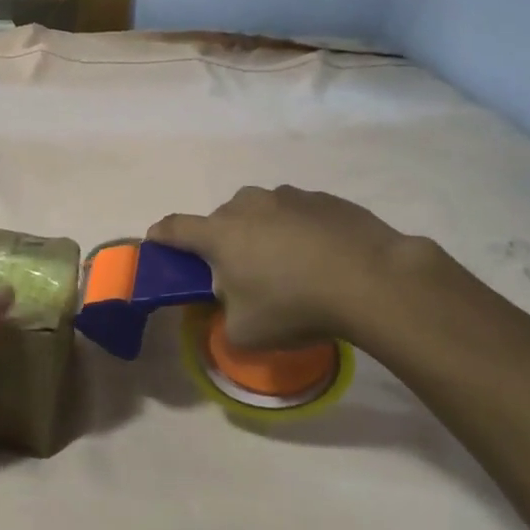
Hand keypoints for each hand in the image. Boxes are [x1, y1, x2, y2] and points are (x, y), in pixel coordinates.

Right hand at [147, 186, 424, 349]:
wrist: (372, 280)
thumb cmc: (295, 306)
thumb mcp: (246, 333)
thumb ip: (223, 318)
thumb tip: (228, 304)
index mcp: (220, 234)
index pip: (176, 228)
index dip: (162, 236)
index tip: (158, 241)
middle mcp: (248, 205)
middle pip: (222, 221)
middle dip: (224, 242)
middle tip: (241, 274)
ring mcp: (288, 196)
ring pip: (262, 213)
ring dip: (263, 233)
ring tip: (288, 265)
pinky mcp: (324, 198)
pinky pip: (298, 213)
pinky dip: (299, 230)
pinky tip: (321, 257)